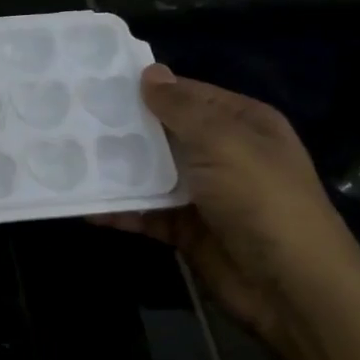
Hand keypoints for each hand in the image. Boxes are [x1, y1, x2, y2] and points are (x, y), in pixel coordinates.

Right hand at [92, 64, 359, 355]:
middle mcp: (222, 153)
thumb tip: (150, 73)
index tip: (96, 84)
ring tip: (68, 159)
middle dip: (122, 129)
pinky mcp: (185, 228)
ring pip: (149, 173)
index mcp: (242, 124)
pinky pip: (144, 212)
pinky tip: (84, 205)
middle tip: (69, 119)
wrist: (291, 286)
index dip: (147, 89)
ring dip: (115, 170)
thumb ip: (181, 109)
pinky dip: (118, 210)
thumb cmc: (262, 200)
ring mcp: (203, 193)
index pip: (188, 95)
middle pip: (163, 133)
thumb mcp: (224, 143)